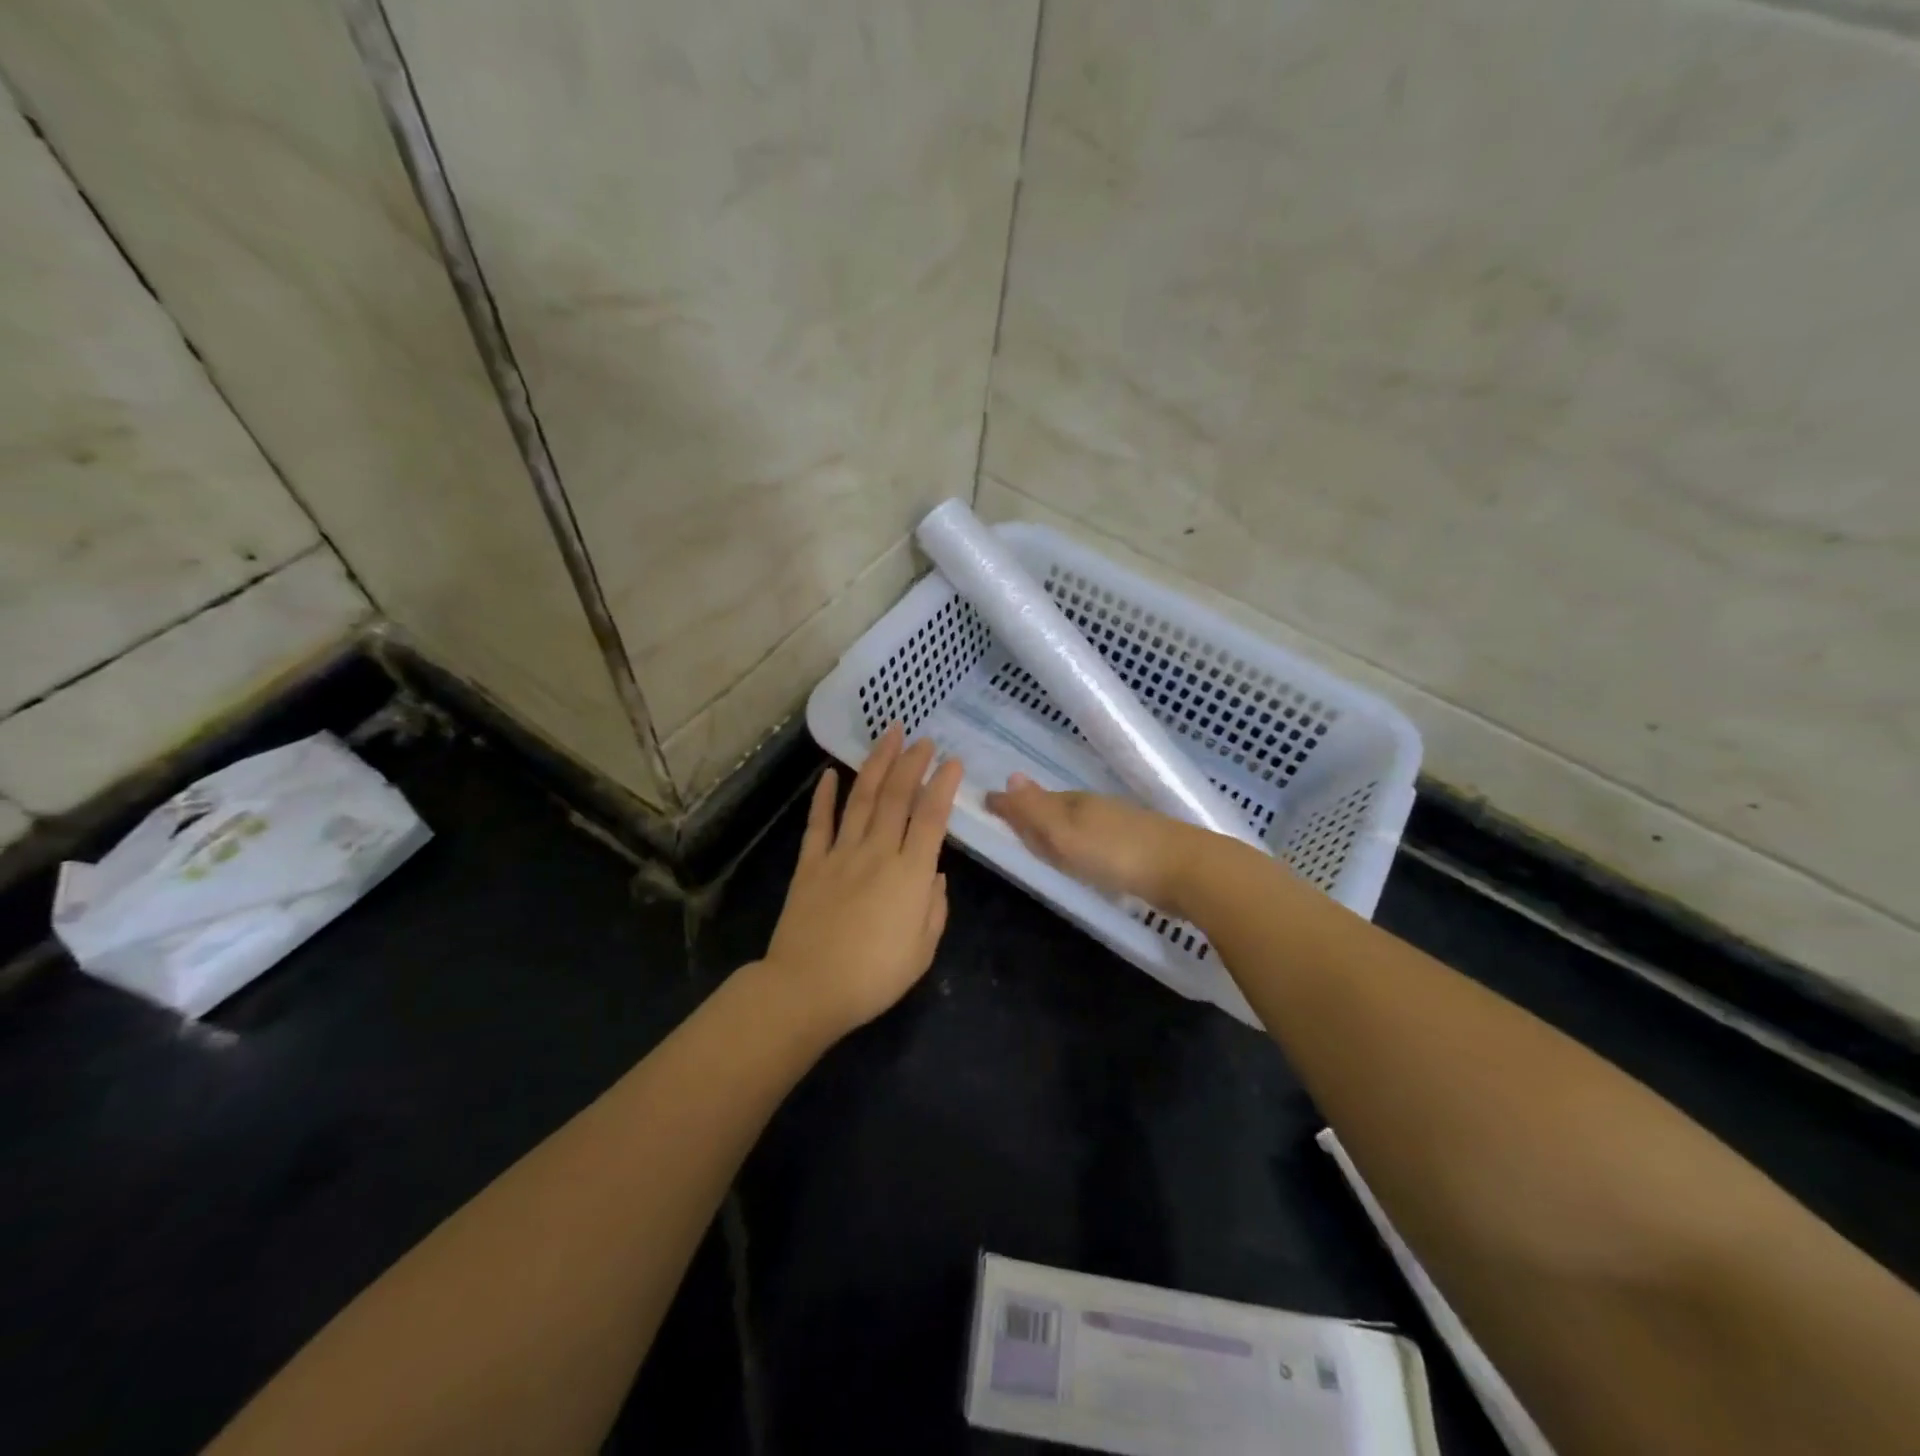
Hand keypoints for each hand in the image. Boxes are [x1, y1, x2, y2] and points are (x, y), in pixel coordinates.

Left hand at [763, 724, 963, 1036]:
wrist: (808, 989)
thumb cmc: (874, 977)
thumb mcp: (922, 951)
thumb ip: (934, 908)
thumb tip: (934, 875)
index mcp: (910, 874)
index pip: (932, 818)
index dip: (944, 786)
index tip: (953, 762)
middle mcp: (878, 853)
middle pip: (897, 797)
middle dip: (912, 763)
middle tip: (923, 739)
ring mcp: (841, 854)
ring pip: (861, 799)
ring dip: (876, 764)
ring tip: (888, 736)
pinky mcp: (810, 864)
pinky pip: (819, 823)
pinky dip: (824, 797)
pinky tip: (829, 774)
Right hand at [984, 773, 1199, 912]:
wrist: (1186, 870)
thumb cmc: (1116, 853)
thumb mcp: (1065, 834)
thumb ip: (1035, 811)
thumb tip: (1008, 777)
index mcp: (1075, 803)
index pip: (1035, 799)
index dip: (1013, 804)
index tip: (990, 806)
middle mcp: (1096, 809)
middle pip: (1057, 808)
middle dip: (1034, 812)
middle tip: (1012, 818)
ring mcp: (1121, 827)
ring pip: (1079, 824)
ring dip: (1059, 829)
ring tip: (1044, 839)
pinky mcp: (1139, 849)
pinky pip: (1097, 841)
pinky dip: (1082, 845)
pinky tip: (1086, 856)